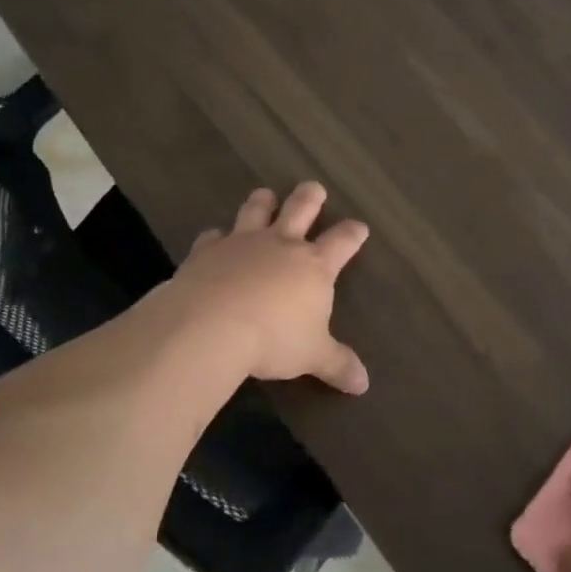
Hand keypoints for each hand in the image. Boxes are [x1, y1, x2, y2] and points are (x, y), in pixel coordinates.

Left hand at [162, 183, 370, 393]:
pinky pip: (213, 236)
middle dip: (310, 197)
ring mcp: (242, 242)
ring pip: (256, 210)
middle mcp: (280, 245)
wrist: (212, 325)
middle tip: (314, 187)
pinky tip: (214, 238)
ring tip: (265, 195)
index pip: (341, 242)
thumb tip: (363, 384)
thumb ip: (337, 364)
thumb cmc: (273, 339)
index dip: (353, 234)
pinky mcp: (207, 250)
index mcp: (313, 265)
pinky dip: (215, 236)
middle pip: (300, 209)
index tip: (360, 226)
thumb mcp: (312, 356)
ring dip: (263, 201)